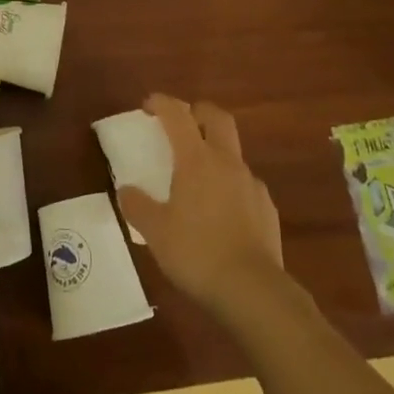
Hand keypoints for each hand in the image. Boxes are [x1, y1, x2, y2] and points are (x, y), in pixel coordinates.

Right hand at [118, 95, 284, 316]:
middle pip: (217, 118)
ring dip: (214, 152)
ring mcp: (251, 184)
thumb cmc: (197, 253)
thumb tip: (126, 190)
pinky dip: (229, 185)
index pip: (178, 116)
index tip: (148, 104)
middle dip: (197, 112)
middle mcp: (227, 163)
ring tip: (196, 179)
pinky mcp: (266, 208)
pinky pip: (244, 184)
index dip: (162, 103)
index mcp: (197, 160)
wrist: (253, 290)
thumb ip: (137, 206)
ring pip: (233, 153)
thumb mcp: (155, 232)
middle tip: (180, 124)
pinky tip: (219, 212)